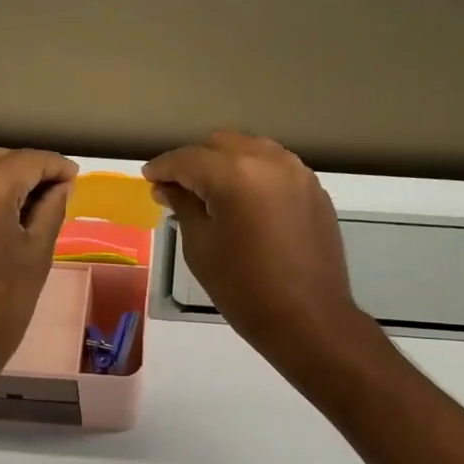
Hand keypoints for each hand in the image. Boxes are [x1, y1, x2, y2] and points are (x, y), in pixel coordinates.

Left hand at [0, 148, 76, 379]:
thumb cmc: (2, 305)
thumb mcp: (37, 254)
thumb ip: (51, 208)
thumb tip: (61, 185)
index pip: (27, 161)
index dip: (55, 166)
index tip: (74, 176)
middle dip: (27, 169)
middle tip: (55, 190)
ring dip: (1, 179)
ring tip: (27, 204)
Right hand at [144, 131, 368, 362]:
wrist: (308, 319)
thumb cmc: (244, 289)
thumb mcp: (200, 248)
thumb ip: (183, 206)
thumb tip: (168, 187)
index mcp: (235, 174)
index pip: (188, 159)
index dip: (163, 167)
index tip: (148, 178)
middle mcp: (270, 161)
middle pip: (222, 144)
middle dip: (196, 160)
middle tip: (179, 188)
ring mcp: (298, 173)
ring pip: (253, 150)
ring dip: (227, 164)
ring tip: (212, 193)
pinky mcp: (315, 191)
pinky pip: (277, 169)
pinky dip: (255, 176)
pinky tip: (246, 204)